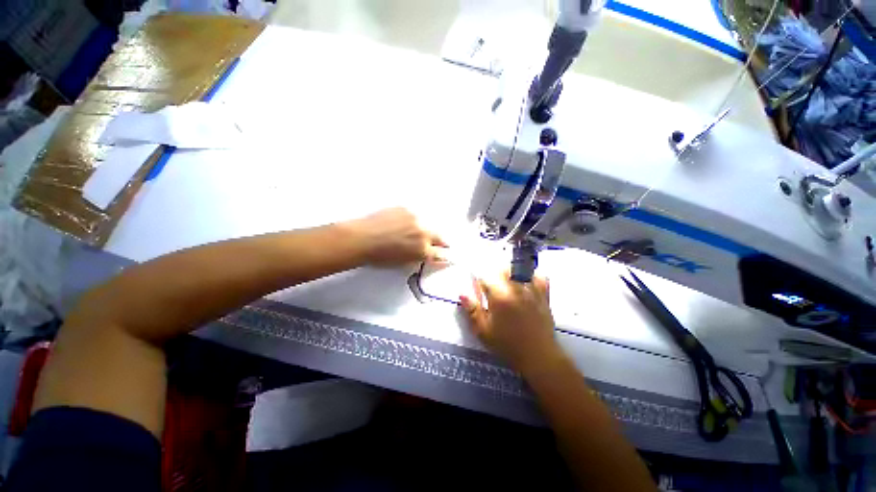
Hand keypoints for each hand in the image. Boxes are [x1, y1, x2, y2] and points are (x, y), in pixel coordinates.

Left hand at [349, 207, 446, 266]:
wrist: (361, 238)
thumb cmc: (379, 257)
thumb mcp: (403, 263)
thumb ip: (419, 258)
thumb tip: (427, 255)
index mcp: (422, 250)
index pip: (440, 254)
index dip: (444, 256)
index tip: (447, 255)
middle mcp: (423, 233)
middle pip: (439, 237)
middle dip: (441, 241)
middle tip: (442, 243)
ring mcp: (415, 219)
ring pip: (427, 224)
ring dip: (425, 229)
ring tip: (416, 232)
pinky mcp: (405, 209)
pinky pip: (414, 215)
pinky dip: (412, 220)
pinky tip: (403, 224)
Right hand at [460, 272, 563, 374]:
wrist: (538, 357)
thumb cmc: (507, 345)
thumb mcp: (484, 331)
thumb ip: (472, 310)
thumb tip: (462, 293)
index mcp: (500, 296)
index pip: (485, 276)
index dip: (478, 279)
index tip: (477, 286)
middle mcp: (516, 288)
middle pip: (502, 269)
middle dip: (493, 274)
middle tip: (490, 287)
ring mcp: (532, 290)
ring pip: (519, 269)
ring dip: (509, 272)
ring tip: (506, 284)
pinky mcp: (544, 295)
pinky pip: (539, 277)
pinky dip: (531, 275)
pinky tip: (525, 282)